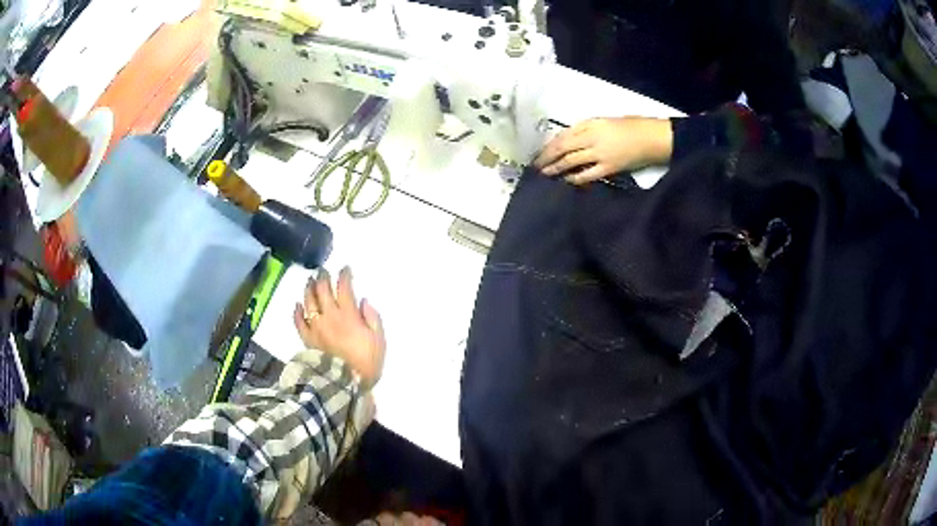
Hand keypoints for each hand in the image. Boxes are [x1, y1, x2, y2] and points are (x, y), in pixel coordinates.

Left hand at [294, 267, 385, 387]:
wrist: (344, 384)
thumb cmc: (366, 363)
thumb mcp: (379, 341)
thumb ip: (373, 319)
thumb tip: (364, 302)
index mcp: (349, 315)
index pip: (344, 288)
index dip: (344, 275)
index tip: (345, 269)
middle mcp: (330, 316)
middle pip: (323, 290)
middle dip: (323, 277)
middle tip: (323, 271)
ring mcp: (316, 327)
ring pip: (309, 301)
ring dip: (309, 288)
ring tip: (310, 281)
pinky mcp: (307, 338)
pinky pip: (299, 321)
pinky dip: (297, 311)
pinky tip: (297, 305)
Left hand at [534, 117, 672, 184]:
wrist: (650, 137)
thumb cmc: (630, 125)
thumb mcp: (604, 121)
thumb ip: (586, 129)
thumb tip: (569, 140)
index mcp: (590, 124)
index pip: (562, 135)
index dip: (549, 145)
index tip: (539, 152)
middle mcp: (590, 137)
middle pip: (562, 148)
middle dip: (547, 158)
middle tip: (536, 166)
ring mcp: (599, 153)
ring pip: (570, 161)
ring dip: (556, 168)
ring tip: (546, 174)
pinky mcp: (608, 168)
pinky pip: (587, 175)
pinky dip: (575, 178)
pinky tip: (567, 180)